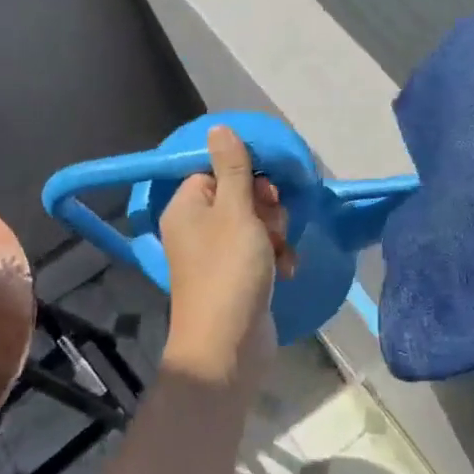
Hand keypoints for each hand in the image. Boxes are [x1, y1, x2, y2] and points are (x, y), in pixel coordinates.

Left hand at [160, 126, 294, 380]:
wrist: (229, 346)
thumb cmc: (229, 271)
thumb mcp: (235, 211)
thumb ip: (232, 168)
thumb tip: (218, 127)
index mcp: (187, 206)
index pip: (216, 170)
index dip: (246, 176)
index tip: (266, 189)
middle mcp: (197, 227)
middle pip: (240, 195)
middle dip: (267, 208)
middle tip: (273, 224)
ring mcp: (217, 254)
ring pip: (256, 223)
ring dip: (276, 233)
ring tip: (280, 252)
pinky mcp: (237, 276)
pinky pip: (261, 251)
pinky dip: (276, 257)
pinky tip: (287, 270)